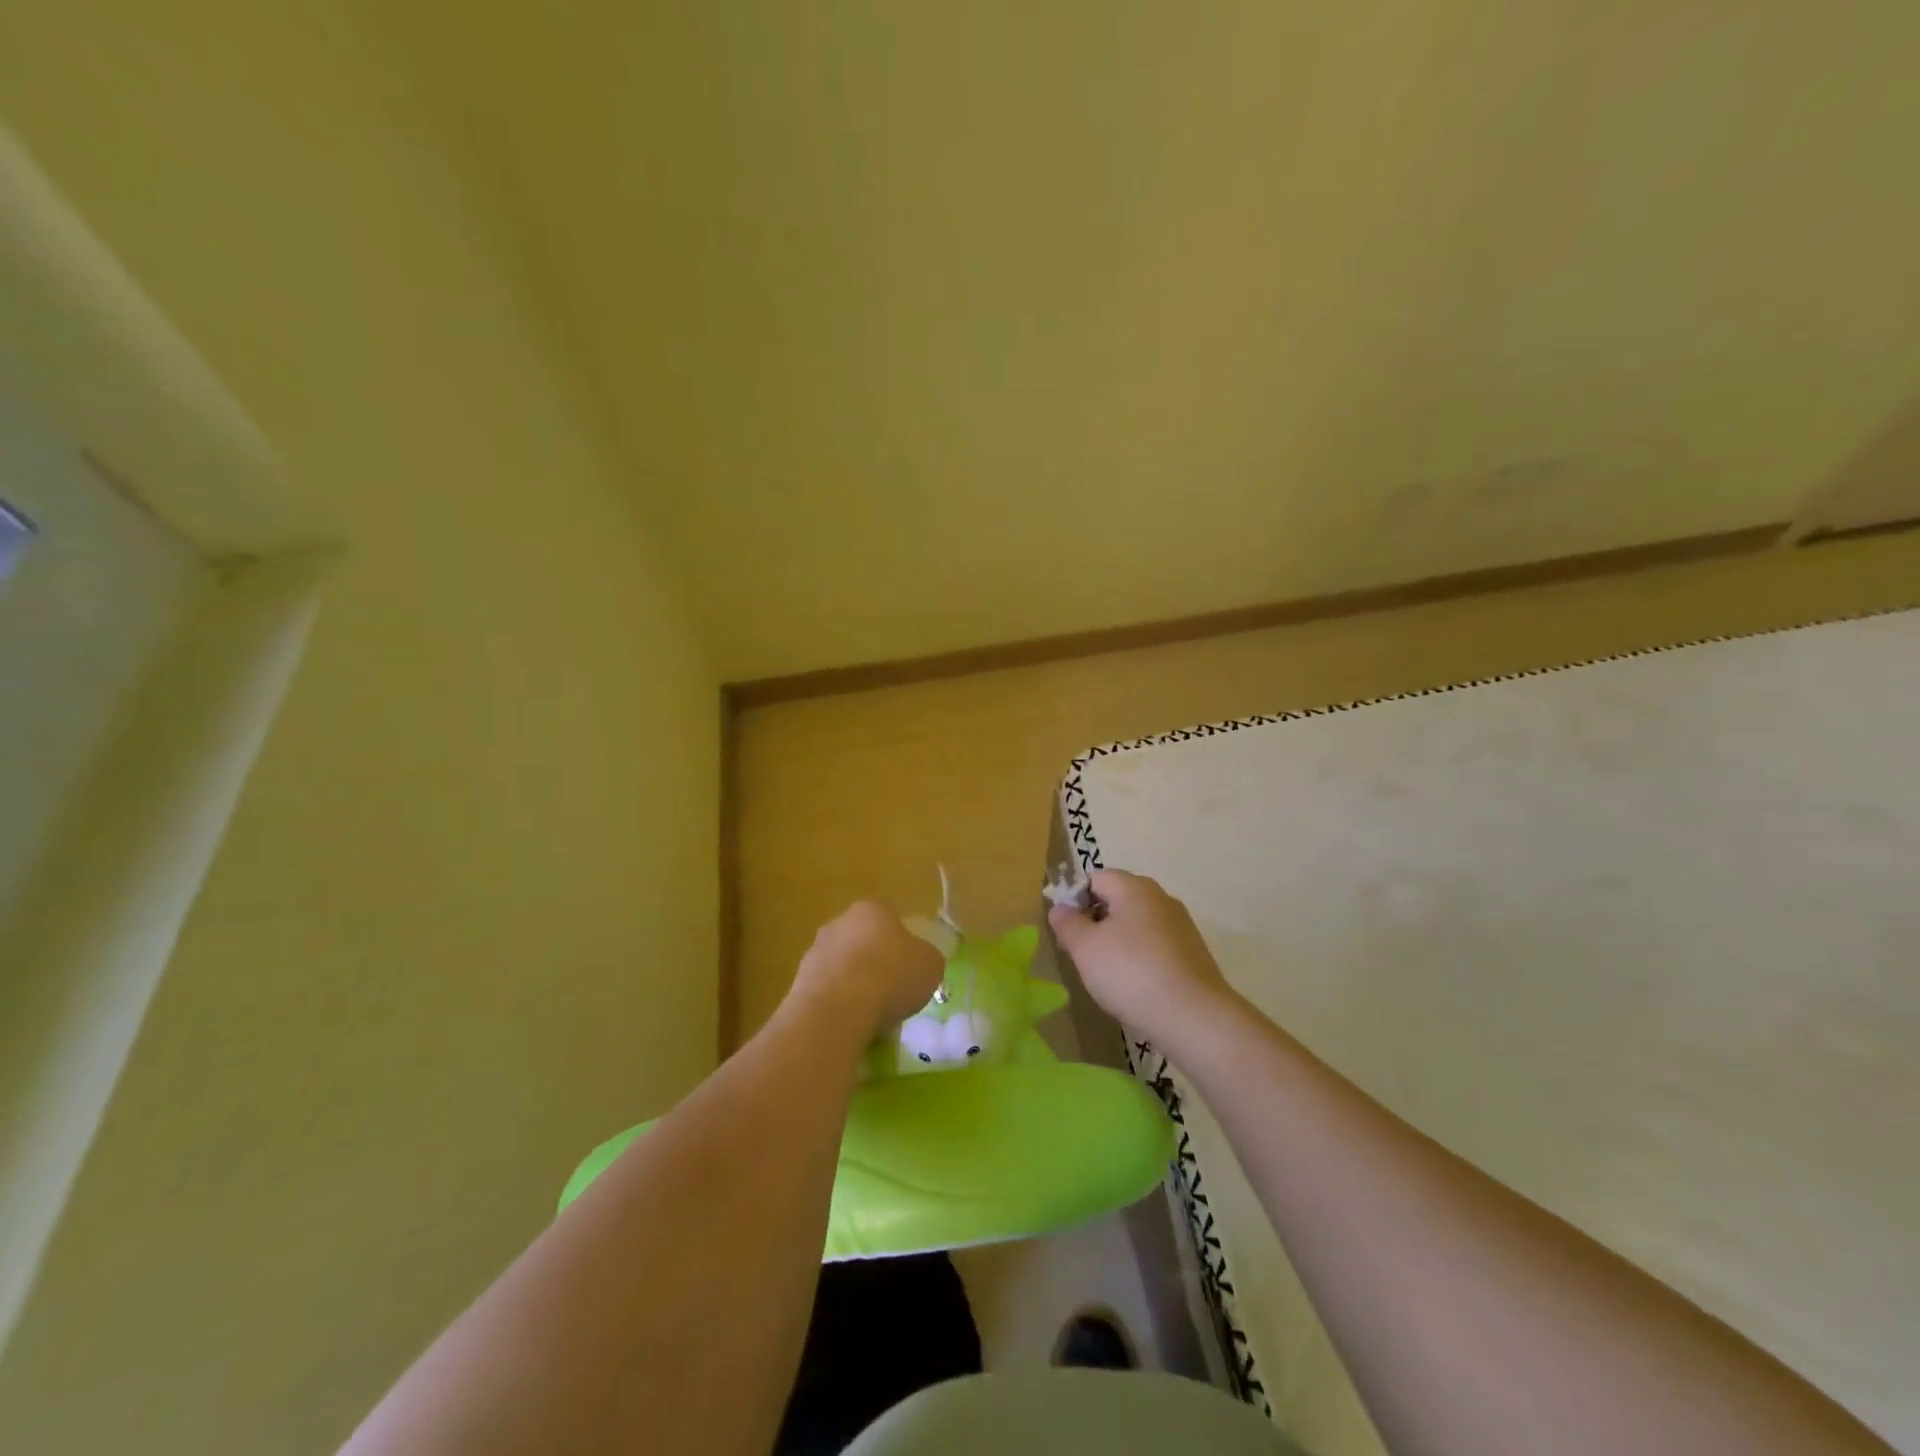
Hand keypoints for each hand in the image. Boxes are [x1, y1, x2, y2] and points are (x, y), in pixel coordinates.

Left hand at [790, 901, 945, 1044]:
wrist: (839, 1008)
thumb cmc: (892, 975)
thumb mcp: (931, 965)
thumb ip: (926, 958)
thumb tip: (919, 962)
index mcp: (873, 909)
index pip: (890, 919)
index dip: (902, 944)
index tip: (909, 969)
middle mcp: (840, 922)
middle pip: (863, 941)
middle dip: (875, 963)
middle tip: (891, 992)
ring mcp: (815, 951)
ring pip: (843, 967)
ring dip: (855, 985)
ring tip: (872, 1016)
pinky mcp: (799, 982)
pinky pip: (828, 992)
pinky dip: (838, 1006)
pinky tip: (851, 1025)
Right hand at [1048, 869, 1237, 1046]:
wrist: (1194, 1018)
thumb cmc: (1131, 973)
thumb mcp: (1085, 948)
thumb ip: (1067, 923)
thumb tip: (1060, 908)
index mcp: (1135, 888)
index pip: (1096, 878)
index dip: (1075, 899)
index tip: (1067, 932)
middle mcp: (1162, 899)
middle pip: (1118, 900)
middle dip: (1095, 923)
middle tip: (1082, 955)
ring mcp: (1181, 927)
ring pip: (1137, 926)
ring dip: (1117, 944)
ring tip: (1107, 976)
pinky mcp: (1193, 955)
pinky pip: (1155, 947)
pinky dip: (1140, 960)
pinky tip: (1135, 988)